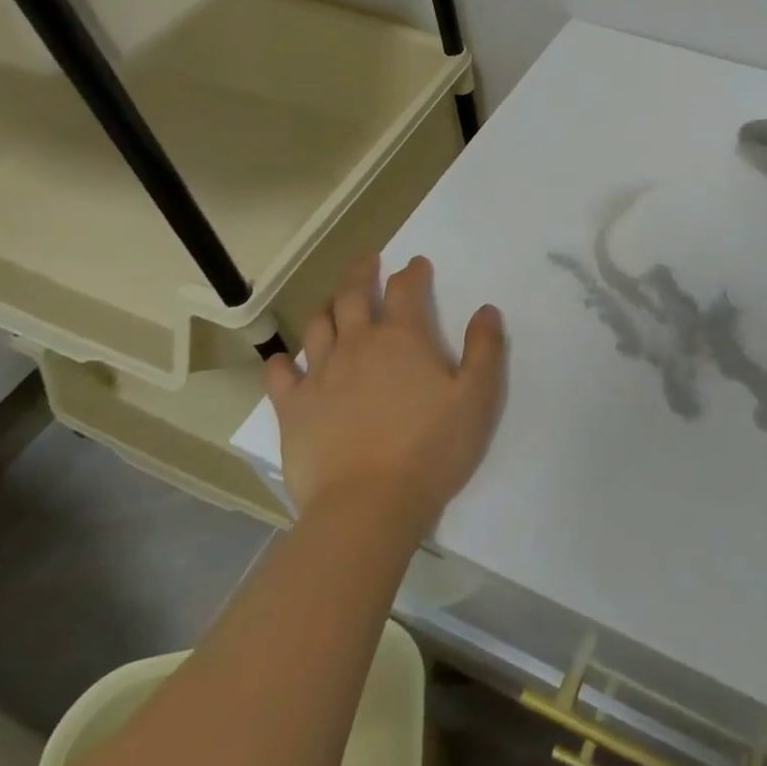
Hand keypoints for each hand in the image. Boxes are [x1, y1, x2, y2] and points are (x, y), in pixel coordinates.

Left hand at [265, 254, 506, 531]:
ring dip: (327, 306)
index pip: (406, 288)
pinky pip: (280, 375)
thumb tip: (486, 310)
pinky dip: (282, 361)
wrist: (368, 505)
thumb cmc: (432, 448)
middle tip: (368, 260)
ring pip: (318, 325)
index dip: (413, 272)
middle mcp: (358, 344)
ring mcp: (320, 375)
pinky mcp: (294, 409)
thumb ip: (485, 348)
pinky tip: (284, 360)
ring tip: (333, 301)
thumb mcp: (478, 396)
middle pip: (354, 294)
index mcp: (404, 338)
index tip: (417, 264)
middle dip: (362, 272)